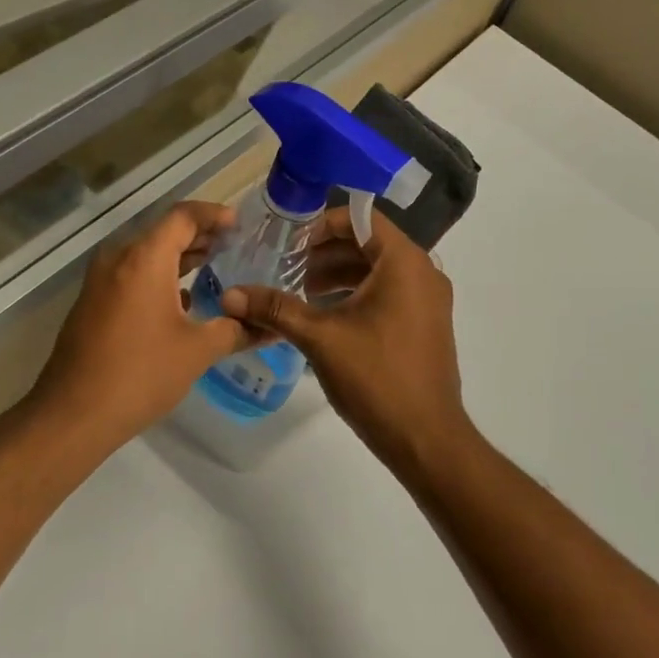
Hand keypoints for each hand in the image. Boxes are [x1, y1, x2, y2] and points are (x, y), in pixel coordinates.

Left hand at [29, 201, 249, 450]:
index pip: (183, 217)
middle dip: (200, 237)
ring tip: (215, 269)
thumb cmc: (140, 374)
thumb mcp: (197, 351)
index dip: (214, 215)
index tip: (241, 224)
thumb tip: (270, 326)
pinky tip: (183, 301)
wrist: (73, 415)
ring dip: (179, 258)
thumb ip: (237, 330)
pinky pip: (132, 276)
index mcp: (144, 259)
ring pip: (146, 255)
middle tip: (236, 247)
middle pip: (163, 233)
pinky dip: (160, 277)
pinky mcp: (92, 304)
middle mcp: (118, 260)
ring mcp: (100, 282)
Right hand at [220, 207, 473, 475]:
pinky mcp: (425, 324)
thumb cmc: (376, 377)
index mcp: (404, 262)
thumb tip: (229, 294)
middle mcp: (423, 272)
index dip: (321, 225)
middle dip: (325, 253)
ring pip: (378, 270)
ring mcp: (428, 300)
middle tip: (287, 269)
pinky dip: (357, 295)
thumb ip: (276, 308)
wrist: (426, 438)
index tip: (289, 245)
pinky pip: (389, 293)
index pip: (360, 218)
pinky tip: (326, 318)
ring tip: (300, 294)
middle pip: (369, 243)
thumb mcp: (320, 338)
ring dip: (339, 275)